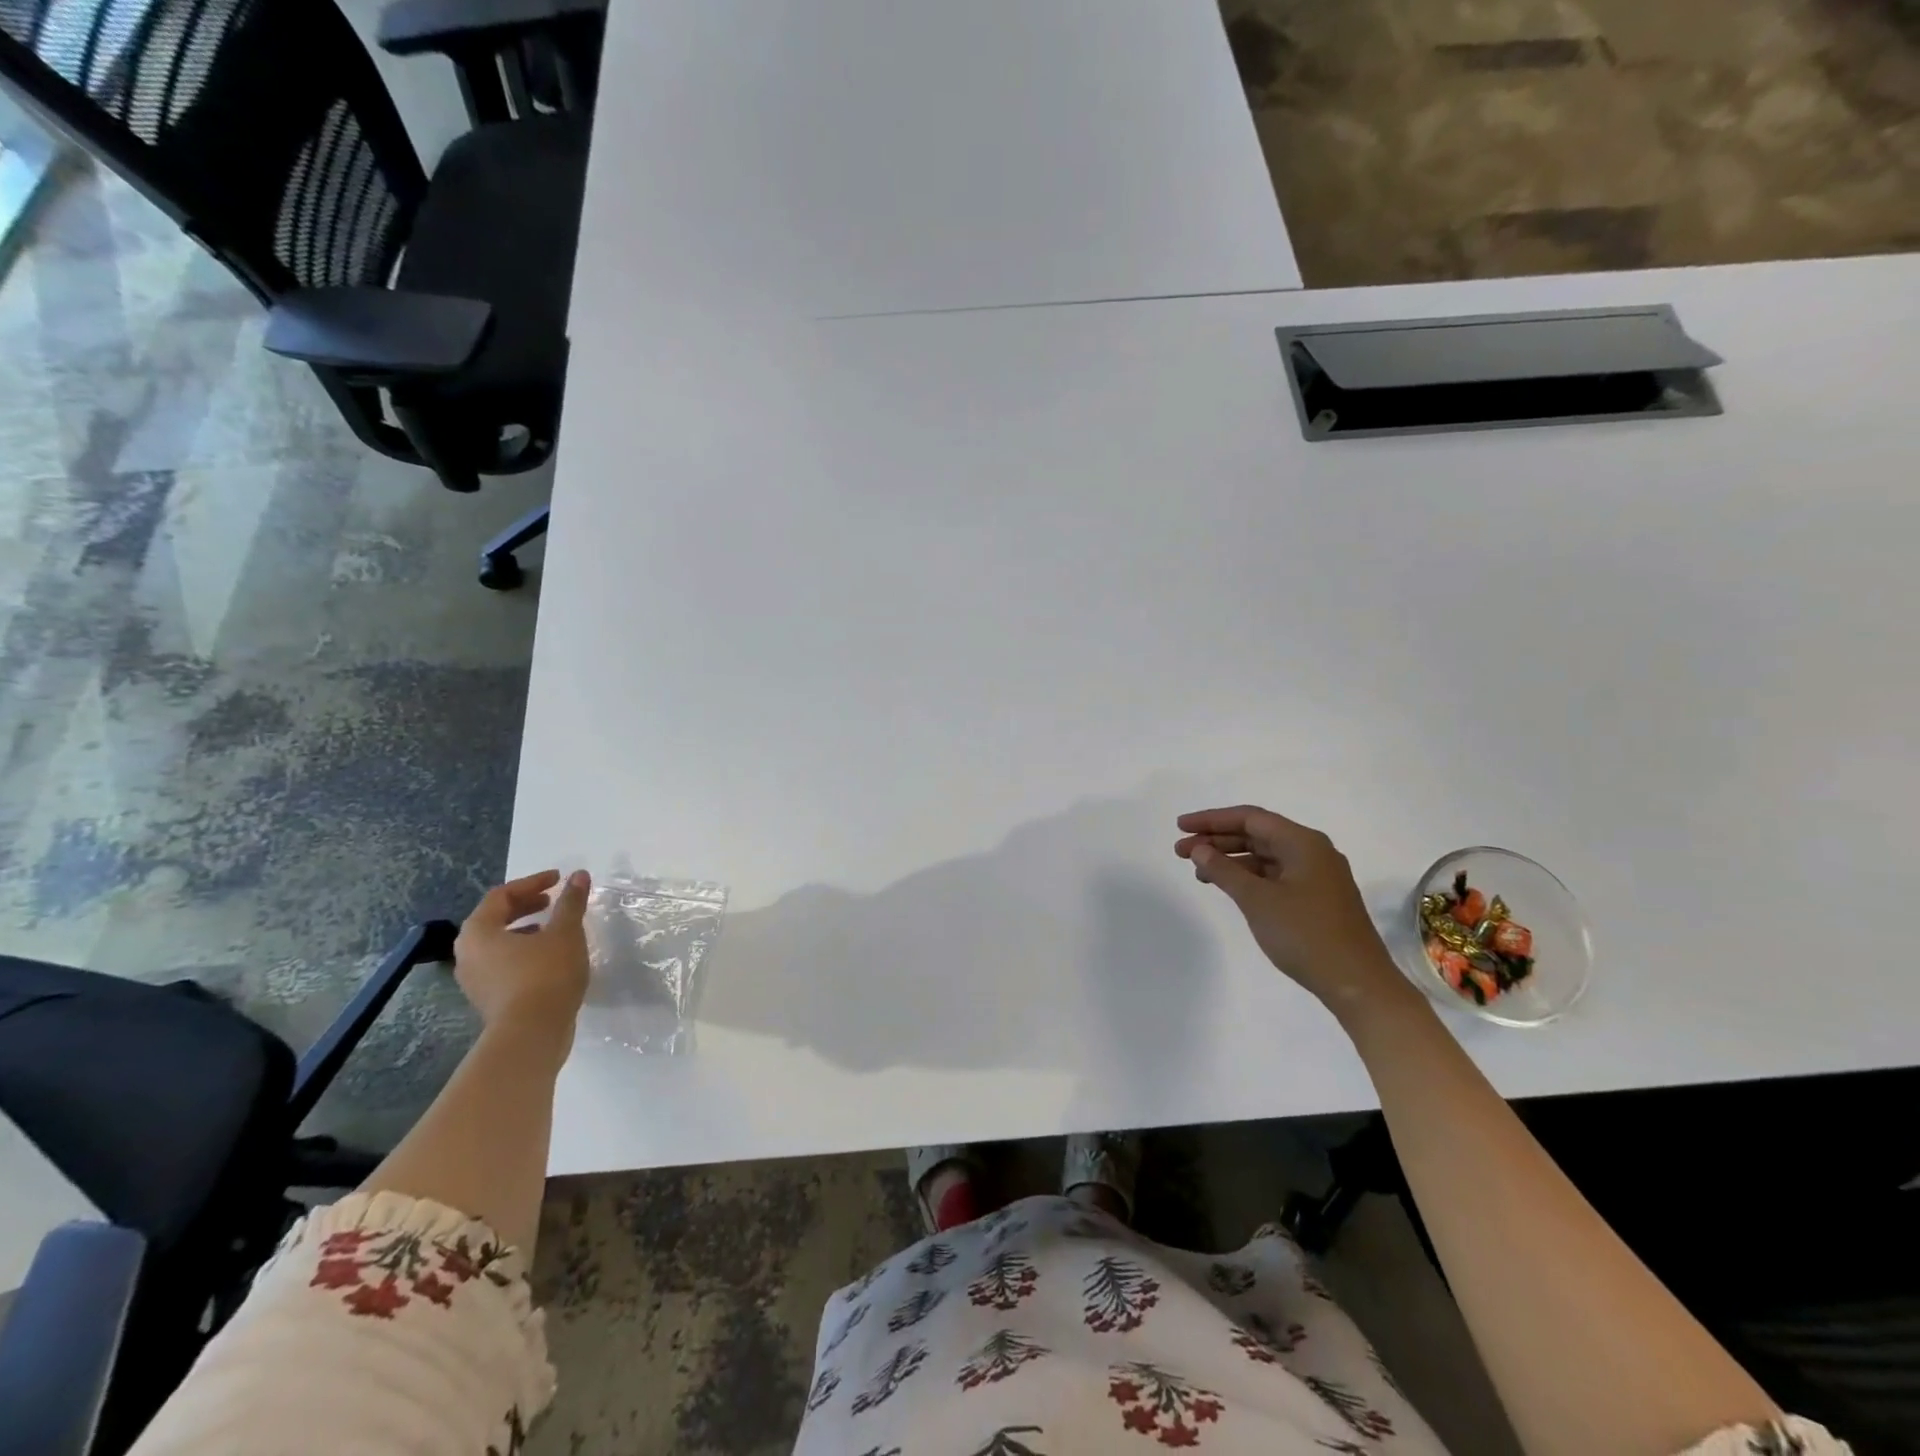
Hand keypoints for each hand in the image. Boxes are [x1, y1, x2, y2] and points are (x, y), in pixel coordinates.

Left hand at [453, 869, 591, 1048]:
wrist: (531, 1034)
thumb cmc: (545, 974)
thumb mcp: (565, 932)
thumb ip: (571, 902)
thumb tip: (579, 875)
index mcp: (478, 932)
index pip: (501, 895)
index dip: (532, 883)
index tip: (559, 879)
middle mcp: (468, 954)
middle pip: (495, 919)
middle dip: (526, 905)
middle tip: (553, 900)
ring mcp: (474, 979)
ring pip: (498, 943)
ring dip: (525, 930)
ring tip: (554, 928)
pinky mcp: (488, 998)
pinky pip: (503, 964)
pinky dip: (524, 952)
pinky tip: (550, 957)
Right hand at [1174, 806, 1404, 1012]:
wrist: (1358, 984)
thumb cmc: (1306, 935)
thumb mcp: (1257, 900)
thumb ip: (1224, 870)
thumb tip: (1199, 849)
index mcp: (1303, 842)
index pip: (1249, 818)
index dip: (1211, 819)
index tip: (1180, 827)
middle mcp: (1312, 851)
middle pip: (1257, 834)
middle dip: (1217, 840)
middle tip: (1181, 852)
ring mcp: (1316, 876)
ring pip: (1264, 856)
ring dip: (1230, 859)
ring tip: (1198, 872)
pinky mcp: (1316, 898)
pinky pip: (1274, 875)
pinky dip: (1248, 876)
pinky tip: (1229, 887)